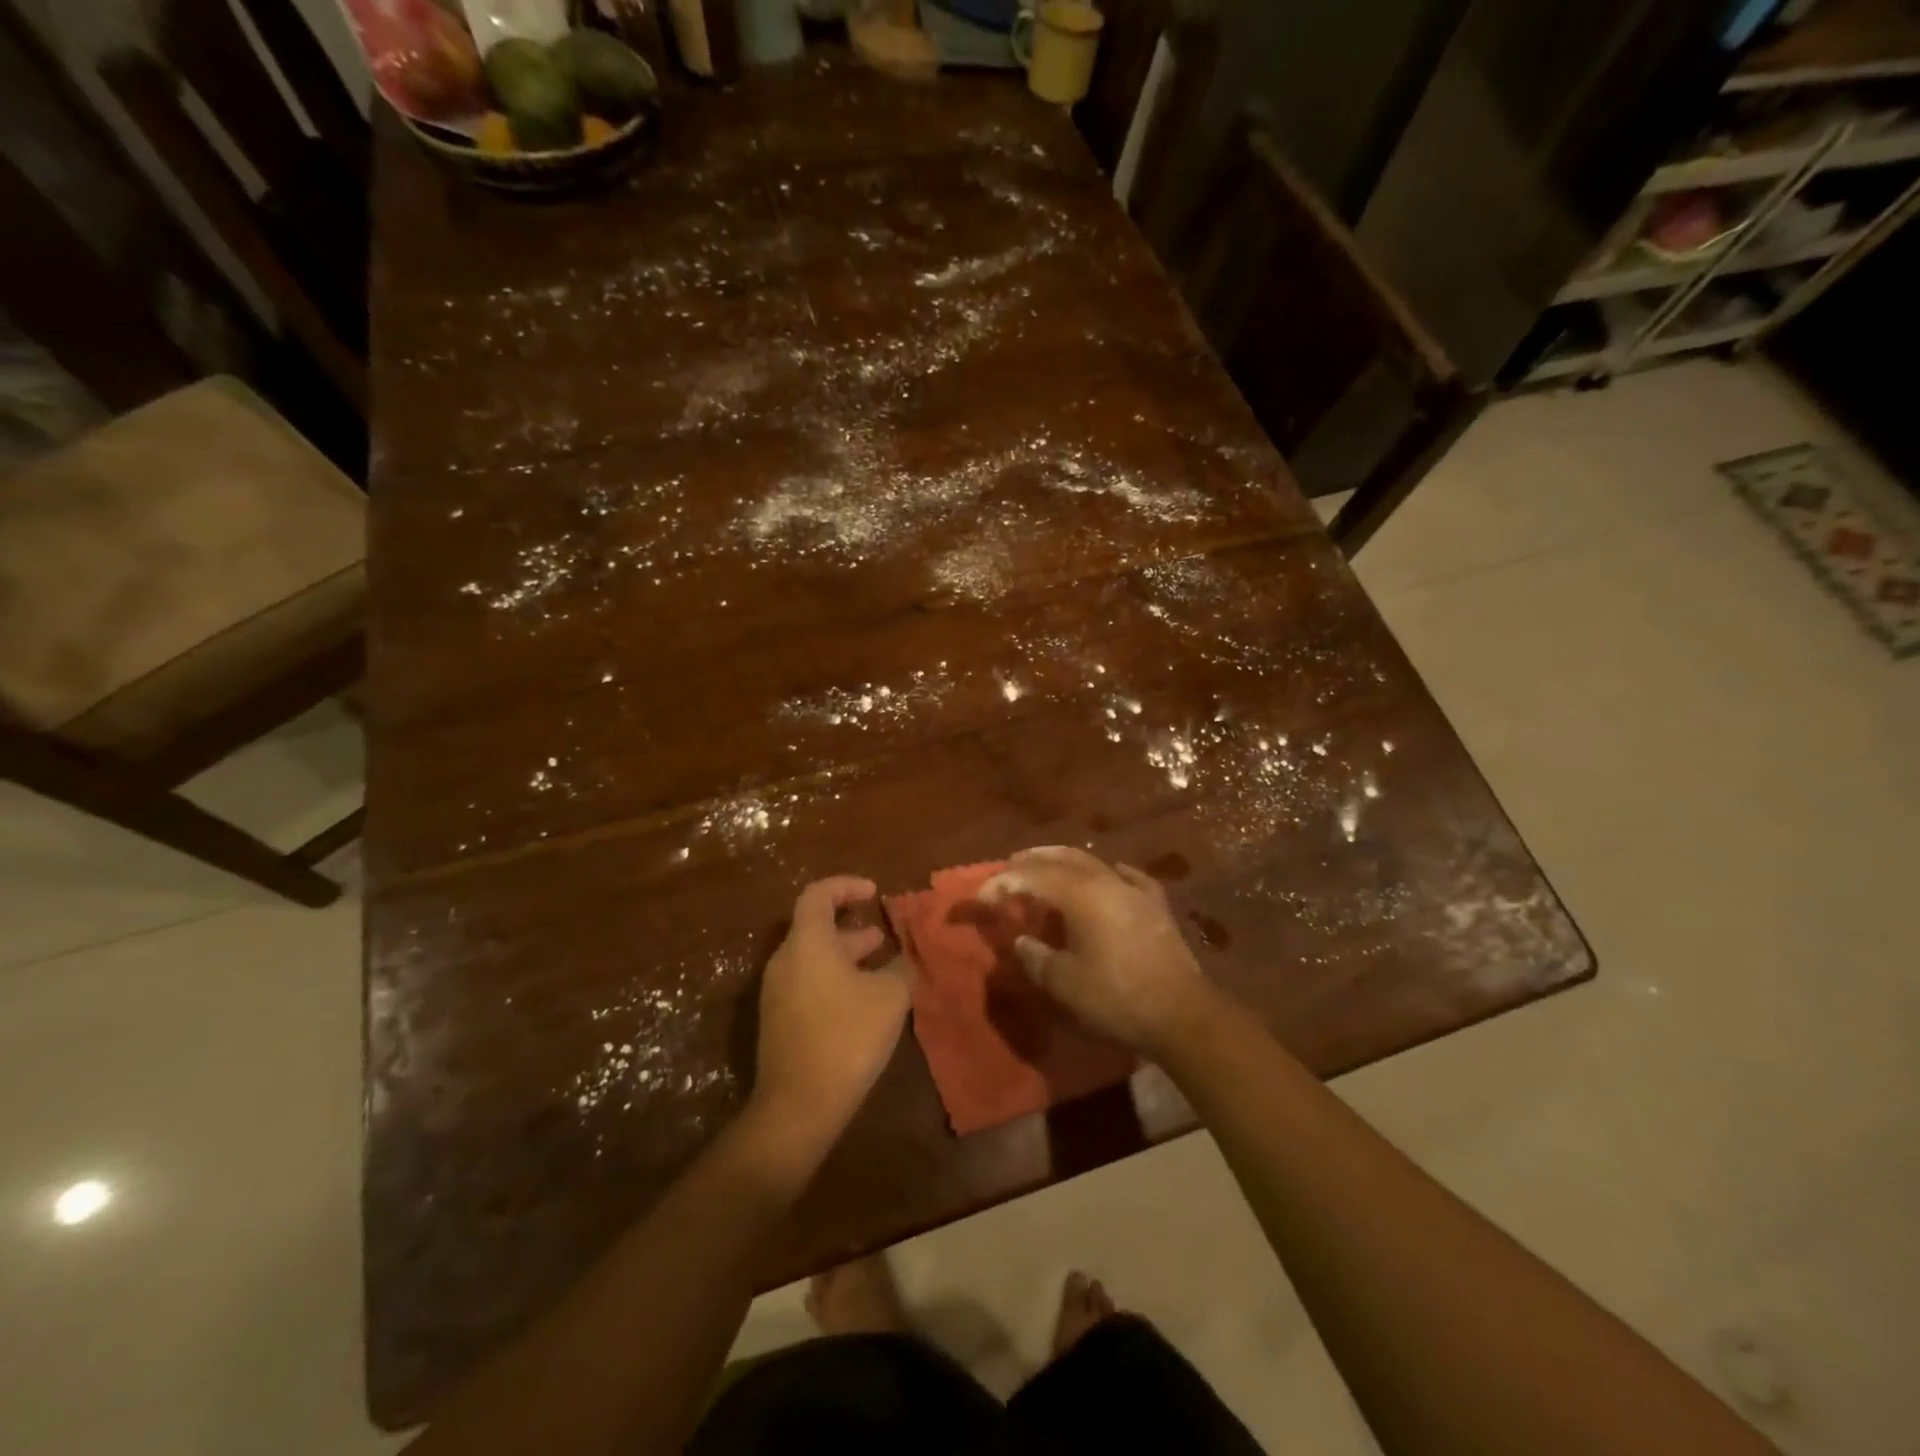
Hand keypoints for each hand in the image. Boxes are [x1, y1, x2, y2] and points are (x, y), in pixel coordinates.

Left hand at [749, 875, 913, 1164]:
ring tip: (881, 966)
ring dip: (847, 956)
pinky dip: (836, 979)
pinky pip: (809, 983)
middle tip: (883, 935)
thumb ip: (900, 968)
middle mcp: (785, 961)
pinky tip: (864, 1000)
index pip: (818, 895)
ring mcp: (778, 993)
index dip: (846, 886)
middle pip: (815, 927)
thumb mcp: (890, 997)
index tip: (874, 892)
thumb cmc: (847, 1037)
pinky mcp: (780, 1021)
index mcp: (807, 943)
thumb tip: (902, 959)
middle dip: (852, 927)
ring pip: (814, 958)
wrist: (799, 1105)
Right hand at [979, 847, 1217, 1058]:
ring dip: (1064, 861)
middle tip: (1009, 867)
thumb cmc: (1115, 997)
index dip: (1002, 883)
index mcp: (1079, 894)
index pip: (1031, 877)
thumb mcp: (1063, 983)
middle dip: (1031, 861)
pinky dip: (1110, 872)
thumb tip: (1021, 941)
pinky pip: (1128, 877)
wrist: (1181, 1013)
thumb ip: (1035, 957)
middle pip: (1061, 858)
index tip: (981, 897)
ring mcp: (1135, 889)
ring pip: (1093, 862)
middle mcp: (1105, 880)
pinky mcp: (1156, 905)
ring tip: (1046, 866)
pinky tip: (1111, 873)